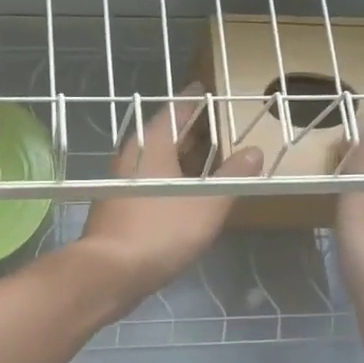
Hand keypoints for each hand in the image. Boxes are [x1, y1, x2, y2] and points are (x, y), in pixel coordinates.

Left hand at [76, 90, 263, 312]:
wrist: (109, 273)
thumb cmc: (161, 231)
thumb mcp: (207, 204)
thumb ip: (232, 177)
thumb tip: (254, 151)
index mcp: (152, 147)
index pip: (174, 111)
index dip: (191, 100)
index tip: (204, 89)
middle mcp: (131, 158)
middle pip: (160, 135)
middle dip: (185, 129)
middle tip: (210, 124)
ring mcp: (119, 184)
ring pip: (152, 160)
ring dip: (175, 157)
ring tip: (200, 159)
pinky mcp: (115, 208)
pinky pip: (146, 182)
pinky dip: (165, 180)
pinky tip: (179, 195)